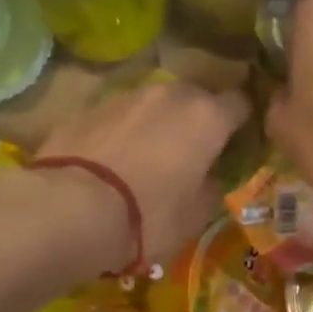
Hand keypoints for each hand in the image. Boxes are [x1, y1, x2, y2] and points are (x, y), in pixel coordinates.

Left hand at [34, 78, 249, 271]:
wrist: (71, 209)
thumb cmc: (148, 216)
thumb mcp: (194, 216)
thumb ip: (210, 187)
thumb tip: (209, 176)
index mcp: (206, 117)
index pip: (240, 104)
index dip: (241, 124)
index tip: (236, 144)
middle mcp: (169, 95)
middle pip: (194, 98)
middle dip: (195, 119)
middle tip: (190, 152)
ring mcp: (125, 96)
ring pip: (153, 104)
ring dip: (156, 123)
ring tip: (147, 156)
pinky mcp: (88, 107)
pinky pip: (118, 116)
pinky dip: (121, 131)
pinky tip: (111, 159)